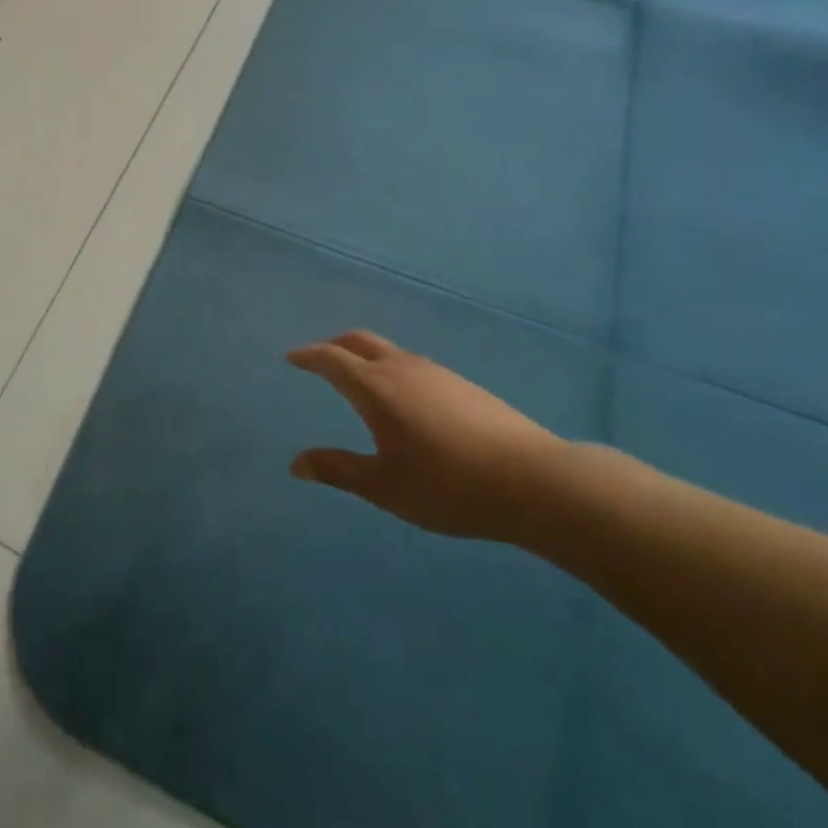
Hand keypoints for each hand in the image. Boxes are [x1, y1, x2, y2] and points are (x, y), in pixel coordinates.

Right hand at [287, 330, 568, 541]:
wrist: (537, 482)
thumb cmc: (448, 485)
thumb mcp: (383, 486)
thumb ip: (337, 470)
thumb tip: (295, 464)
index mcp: (374, 388)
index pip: (331, 359)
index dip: (308, 356)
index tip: (291, 357)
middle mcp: (402, 369)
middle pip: (359, 341)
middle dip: (334, 344)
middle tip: (320, 357)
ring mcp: (438, 374)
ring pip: (390, 352)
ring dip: (366, 356)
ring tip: (359, 379)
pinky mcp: (465, 386)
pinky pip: (414, 366)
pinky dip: (393, 370)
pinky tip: (405, 401)